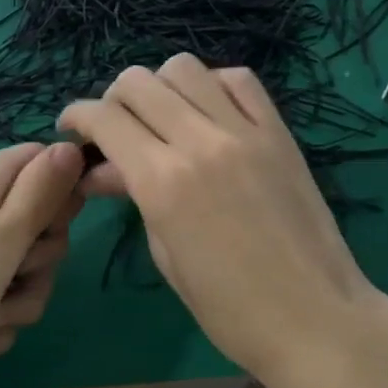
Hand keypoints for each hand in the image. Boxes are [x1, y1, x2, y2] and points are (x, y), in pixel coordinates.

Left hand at [0, 143, 85, 387]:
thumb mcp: (0, 242)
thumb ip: (41, 195)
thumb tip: (72, 146)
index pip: (46, 162)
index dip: (62, 195)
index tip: (52, 230)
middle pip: (40, 222)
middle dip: (38, 263)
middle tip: (11, 278)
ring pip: (22, 269)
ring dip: (14, 303)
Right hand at [58, 55, 387, 387]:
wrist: (315, 319)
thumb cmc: (230, 309)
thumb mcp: (167, 256)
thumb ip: (135, 198)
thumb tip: (102, 170)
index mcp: (162, 181)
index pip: (105, 118)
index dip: (78, 115)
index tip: (72, 128)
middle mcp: (199, 141)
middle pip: (139, 82)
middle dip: (113, 99)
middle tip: (115, 128)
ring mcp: (244, 131)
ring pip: (185, 68)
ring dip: (161, 86)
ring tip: (162, 116)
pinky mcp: (278, 132)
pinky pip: (239, 80)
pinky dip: (212, 85)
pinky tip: (209, 111)